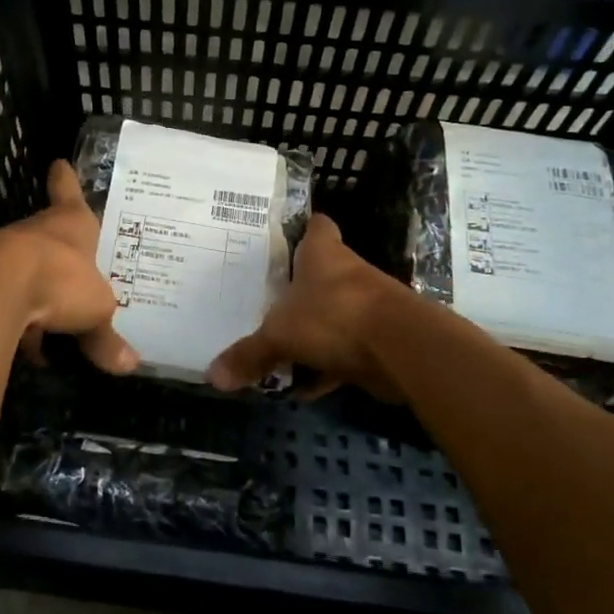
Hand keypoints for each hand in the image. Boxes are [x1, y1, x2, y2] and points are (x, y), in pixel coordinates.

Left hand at [0, 160, 138, 374]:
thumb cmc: (58, 281)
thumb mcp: (95, 312)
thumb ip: (106, 337)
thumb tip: (130, 365)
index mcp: (68, 225)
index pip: (69, 194)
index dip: (66, 181)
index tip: (58, 163)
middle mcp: (30, 231)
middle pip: (43, 238)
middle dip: (52, 258)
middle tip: (64, 281)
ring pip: (15, 271)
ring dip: (26, 295)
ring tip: (39, 328)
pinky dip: (3, 318)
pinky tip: (10, 343)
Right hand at [207, 214, 414, 400]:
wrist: (401, 349)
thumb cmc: (334, 316)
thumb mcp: (279, 334)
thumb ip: (249, 353)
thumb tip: (212, 376)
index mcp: (323, 254)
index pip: (316, 226)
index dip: (301, 229)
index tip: (281, 239)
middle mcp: (347, 273)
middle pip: (321, 274)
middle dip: (297, 290)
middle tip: (264, 300)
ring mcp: (366, 306)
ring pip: (333, 314)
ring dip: (312, 332)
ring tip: (276, 346)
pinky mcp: (377, 340)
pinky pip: (343, 351)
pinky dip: (326, 367)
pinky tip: (303, 386)